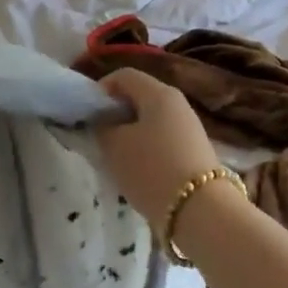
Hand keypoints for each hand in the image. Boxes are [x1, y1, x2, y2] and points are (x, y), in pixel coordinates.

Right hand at [94, 69, 224, 224]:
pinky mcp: (195, 150)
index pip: (124, 76)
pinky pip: (163, 139)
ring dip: (130, 133)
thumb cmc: (151, 169)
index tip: (87, 114)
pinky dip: (147, 148)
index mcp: (159, 93)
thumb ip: (102, 127)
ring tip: (117, 157)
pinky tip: (139, 171)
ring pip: (151, 120)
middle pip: (139, 97)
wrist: (200, 210)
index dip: (100, 90)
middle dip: (115, 114)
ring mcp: (190, 127)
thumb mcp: (114, 146)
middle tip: (99, 137)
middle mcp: (178, 103)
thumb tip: (104, 122)